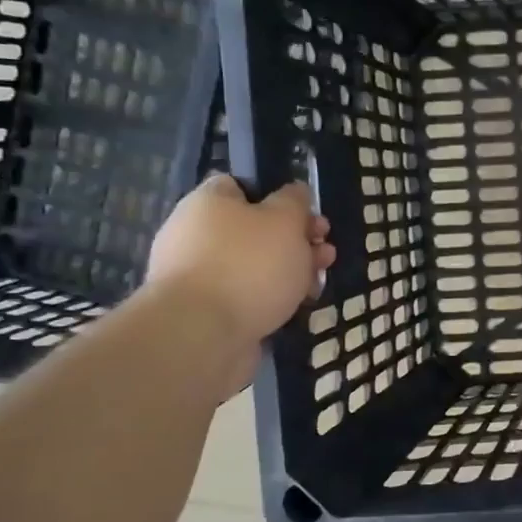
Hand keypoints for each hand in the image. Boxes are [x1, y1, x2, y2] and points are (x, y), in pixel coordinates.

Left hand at [145, 175, 334, 349]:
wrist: (202, 335)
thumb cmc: (248, 265)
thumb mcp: (285, 220)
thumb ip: (294, 202)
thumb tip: (295, 193)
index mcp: (208, 203)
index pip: (239, 186)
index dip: (276, 196)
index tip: (306, 214)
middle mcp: (196, 235)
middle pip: (254, 229)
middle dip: (295, 240)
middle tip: (325, 253)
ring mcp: (199, 276)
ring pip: (255, 265)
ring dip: (290, 271)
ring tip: (317, 285)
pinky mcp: (206, 311)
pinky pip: (247, 296)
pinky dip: (272, 299)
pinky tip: (296, 308)